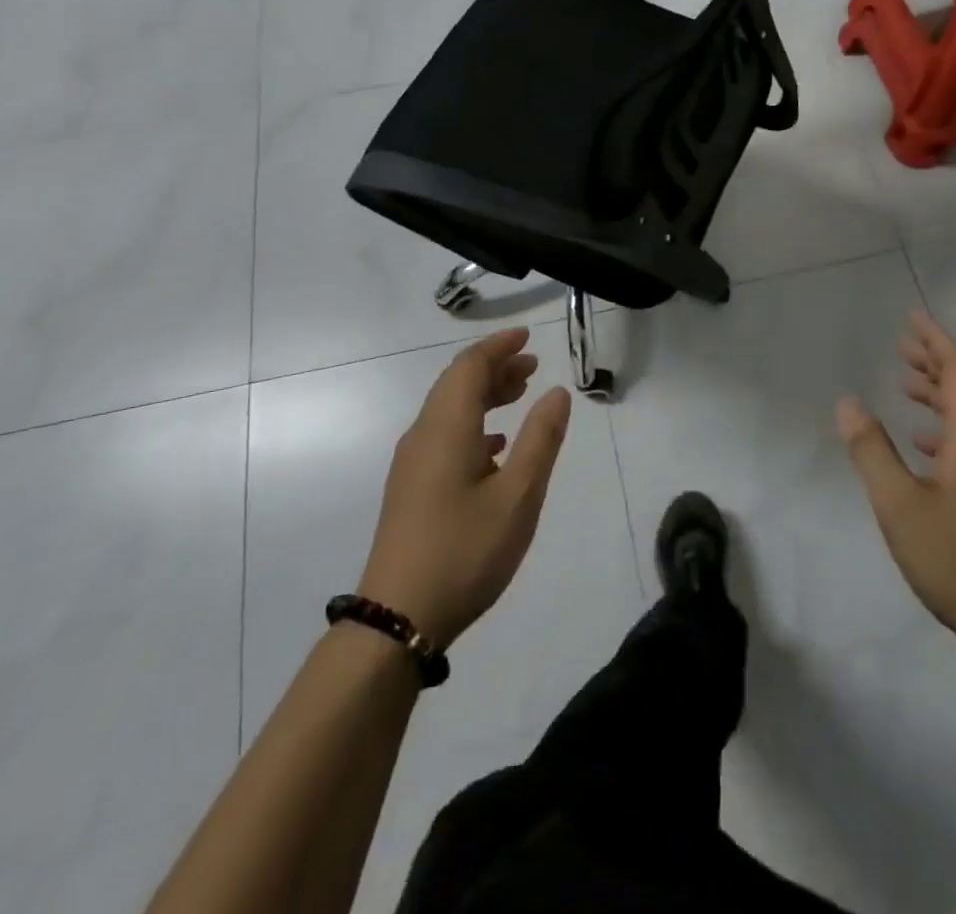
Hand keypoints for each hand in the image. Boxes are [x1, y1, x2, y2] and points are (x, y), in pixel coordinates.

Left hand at [356, 329, 570, 648]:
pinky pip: (444, 434)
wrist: (398, 618)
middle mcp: (424, 434)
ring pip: (449, 409)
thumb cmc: (465, 551)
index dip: (500, 346)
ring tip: (520, 395)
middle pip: (457, 383)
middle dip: (495, 367)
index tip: (528, 337)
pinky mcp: (411, 487)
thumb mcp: (518, 495)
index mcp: (447, 427)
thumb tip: (557, 392)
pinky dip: (473, 424)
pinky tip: (495, 446)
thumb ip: (541, 439)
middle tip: (533, 367)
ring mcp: (413, 462)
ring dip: (484, 394)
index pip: (470, 366)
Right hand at [837, 309, 955, 666]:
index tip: (913, 319)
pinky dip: (952, 425)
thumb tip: (849, 403)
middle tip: (904, 345)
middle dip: (939, 360)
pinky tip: (927, 442)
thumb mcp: (898, 504)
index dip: (936, 341)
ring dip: (944, 391)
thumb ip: (871, 450)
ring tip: (908, 383)